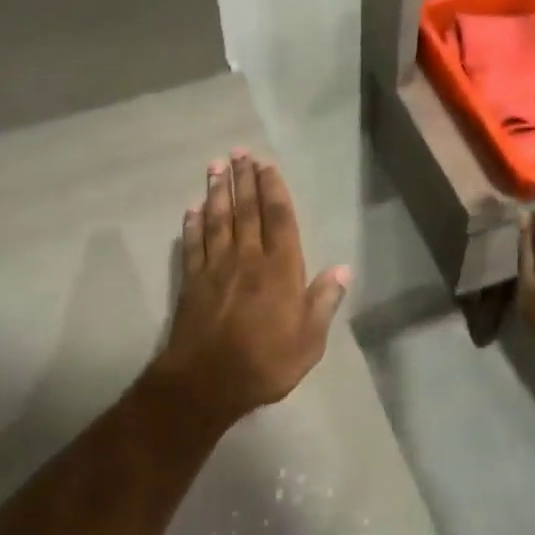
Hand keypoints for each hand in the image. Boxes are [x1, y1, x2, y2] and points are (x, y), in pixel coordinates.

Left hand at [149, 150, 350, 432]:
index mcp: (280, 269)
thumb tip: (343, 269)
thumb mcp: (309, 341)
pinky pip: (193, 245)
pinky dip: (192, 225)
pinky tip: (191, 209)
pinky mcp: (192, 282)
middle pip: (246, 210)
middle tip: (239, 152)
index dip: (273, 189)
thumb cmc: (265, 362)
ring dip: (217, 191)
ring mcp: (216, 268)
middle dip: (243, 179)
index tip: (266, 165)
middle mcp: (248, 259)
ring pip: (217, 220)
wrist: (207, 382)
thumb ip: (323, 302)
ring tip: (216, 166)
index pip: (278, 218)